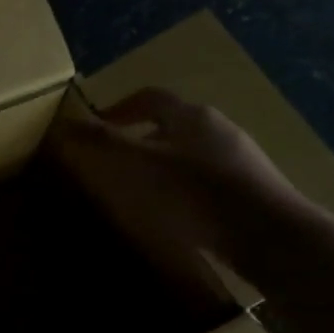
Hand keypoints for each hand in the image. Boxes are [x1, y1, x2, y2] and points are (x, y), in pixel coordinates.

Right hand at [47, 87, 304, 304]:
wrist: (270, 235)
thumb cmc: (198, 193)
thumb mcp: (142, 166)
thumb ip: (104, 144)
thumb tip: (64, 123)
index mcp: (191, 115)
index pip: (149, 97)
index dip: (120, 108)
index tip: (99, 125)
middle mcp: (218, 128)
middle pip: (172, 123)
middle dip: (141, 138)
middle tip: (117, 162)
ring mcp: (239, 158)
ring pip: (191, 151)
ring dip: (164, 164)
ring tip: (144, 191)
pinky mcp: (251, 187)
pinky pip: (208, 177)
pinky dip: (185, 186)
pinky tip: (179, 214)